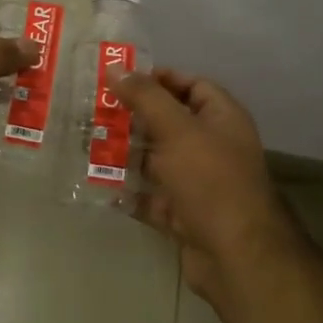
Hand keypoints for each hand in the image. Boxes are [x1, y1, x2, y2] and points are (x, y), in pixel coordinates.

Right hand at [111, 68, 303, 302]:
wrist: (235, 254)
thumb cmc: (211, 180)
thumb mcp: (177, 130)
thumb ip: (146, 98)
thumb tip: (116, 68)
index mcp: (222, 119)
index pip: (191, 86)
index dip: (159, 79)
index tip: (120, 80)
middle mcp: (212, 147)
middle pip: (169, 124)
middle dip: (133, 119)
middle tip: (93, 112)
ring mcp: (198, 184)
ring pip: (156, 162)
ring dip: (125, 155)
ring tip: (86, 145)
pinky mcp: (183, 215)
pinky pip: (151, 198)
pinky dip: (128, 193)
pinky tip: (98, 185)